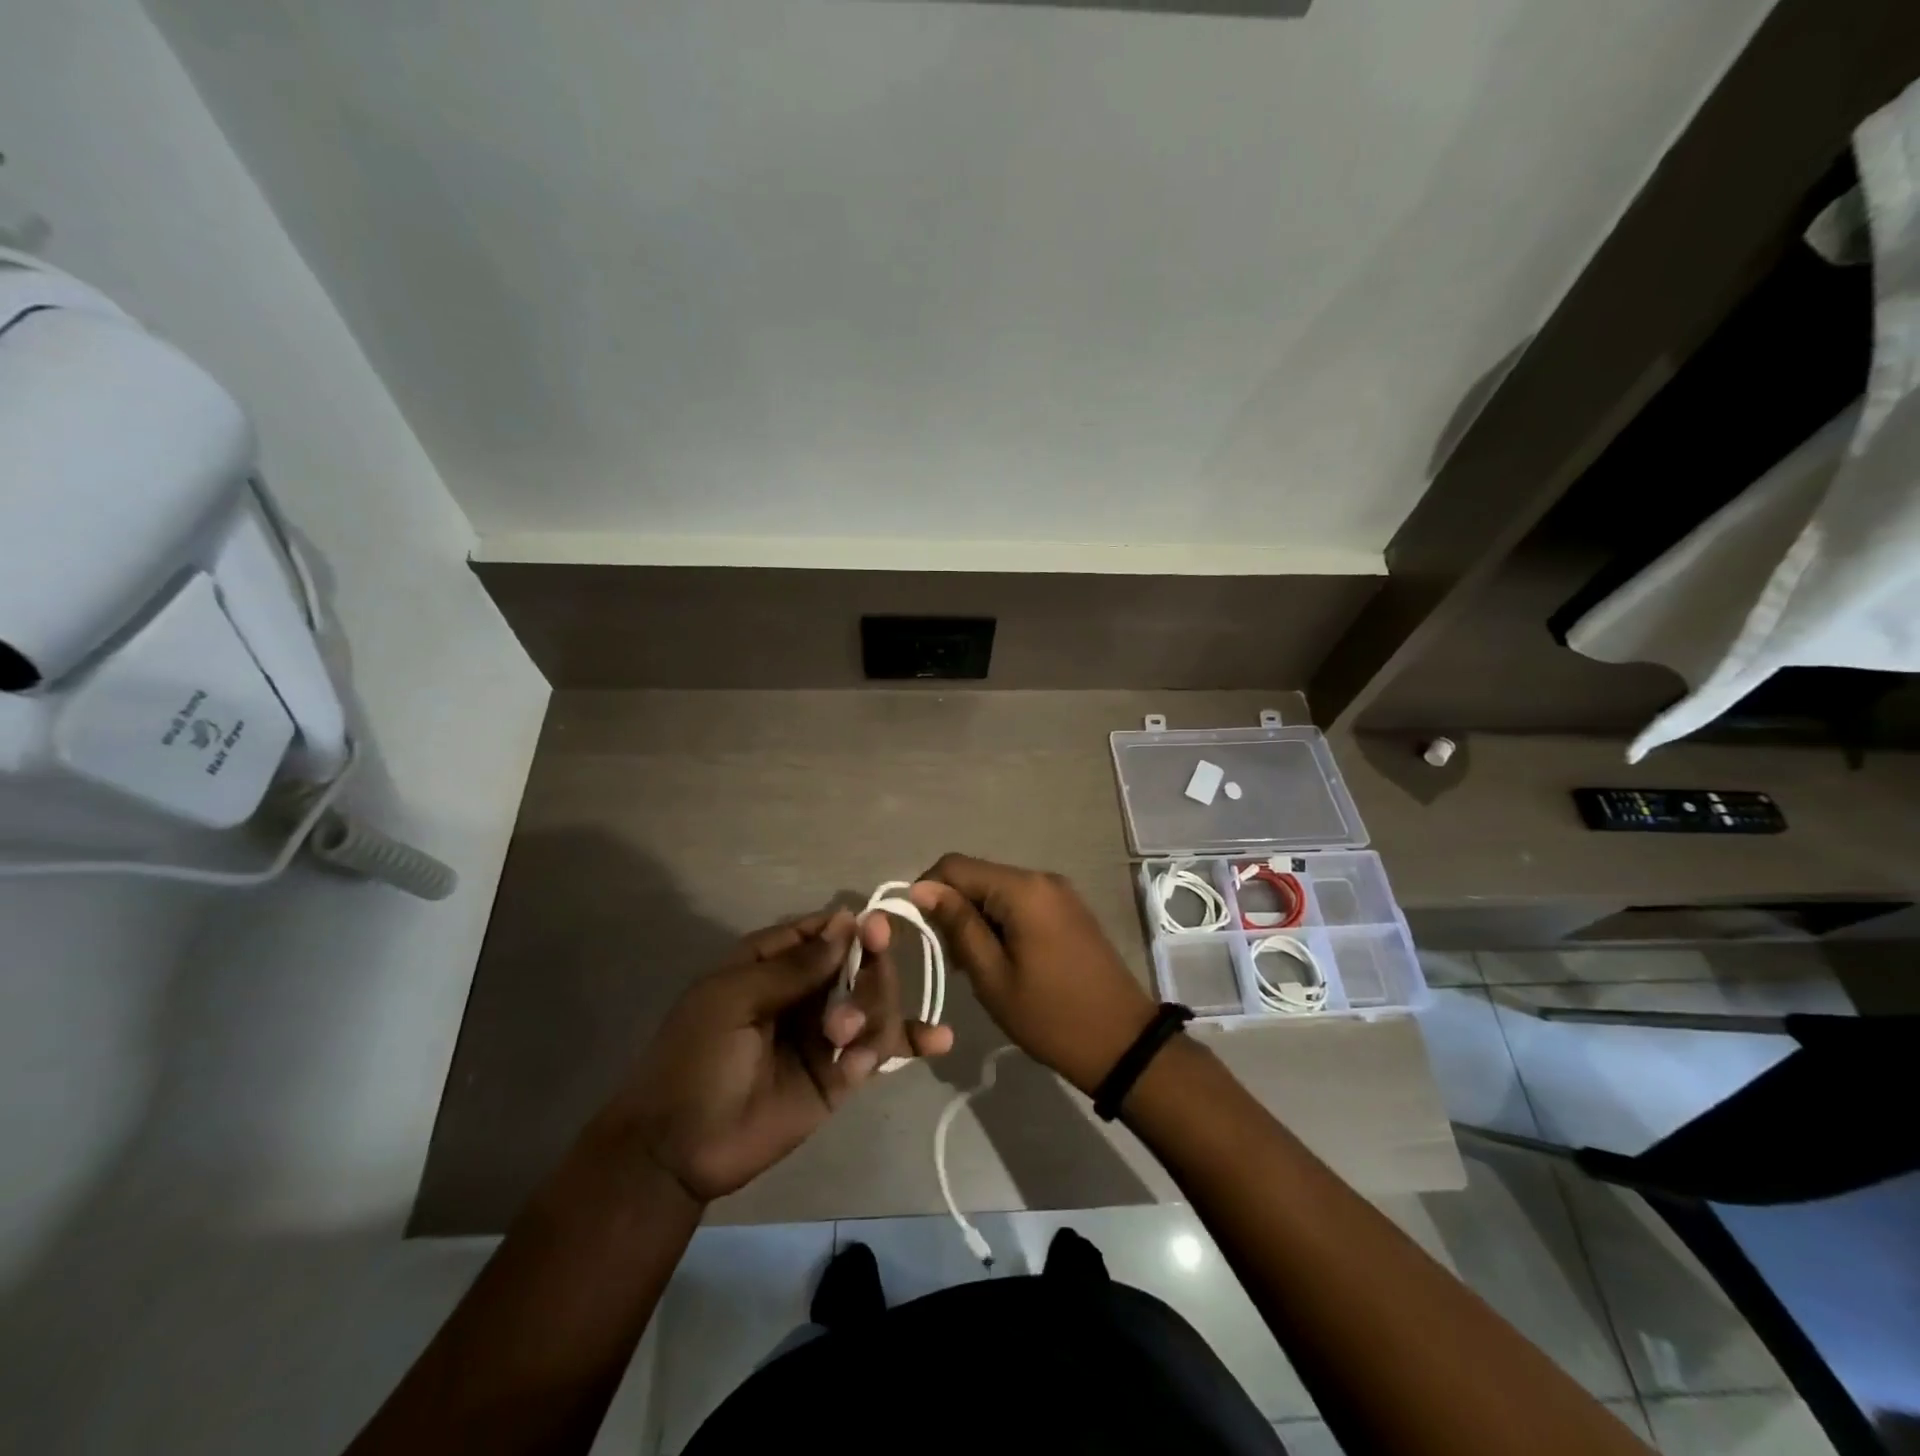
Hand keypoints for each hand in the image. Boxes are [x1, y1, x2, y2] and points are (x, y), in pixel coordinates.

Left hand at [610, 909, 953, 1202]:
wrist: (677, 1149)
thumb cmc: (695, 1057)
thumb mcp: (735, 999)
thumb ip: (795, 966)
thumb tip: (847, 921)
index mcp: (773, 965)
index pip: (825, 932)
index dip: (853, 927)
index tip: (877, 929)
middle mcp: (807, 992)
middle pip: (860, 965)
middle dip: (870, 972)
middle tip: (858, 992)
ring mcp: (826, 1034)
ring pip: (875, 1003)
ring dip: (874, 1013)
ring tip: (845, 1042)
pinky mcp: (840, 1076)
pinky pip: (879, 1050)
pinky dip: (910, 1043)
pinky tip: (939, 1040)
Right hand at [910, 854, 1155, 1095]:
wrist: (1122, 1043)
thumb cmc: (1050, 1016)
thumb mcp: (993, 976)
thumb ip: (958, 925)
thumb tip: (922, 888)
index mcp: (1022, 889)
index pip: (955, 866)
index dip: (927, 890)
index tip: (918, 930)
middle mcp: (1041, 878)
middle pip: (978, 875)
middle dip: (954, 908)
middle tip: (951, 958)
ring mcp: (1060, 892)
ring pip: (999, 890)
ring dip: (977, 917)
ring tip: (975, 965)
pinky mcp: (1070, 909)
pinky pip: (1022, 902)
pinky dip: (1002, 921)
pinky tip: (1003, 959)